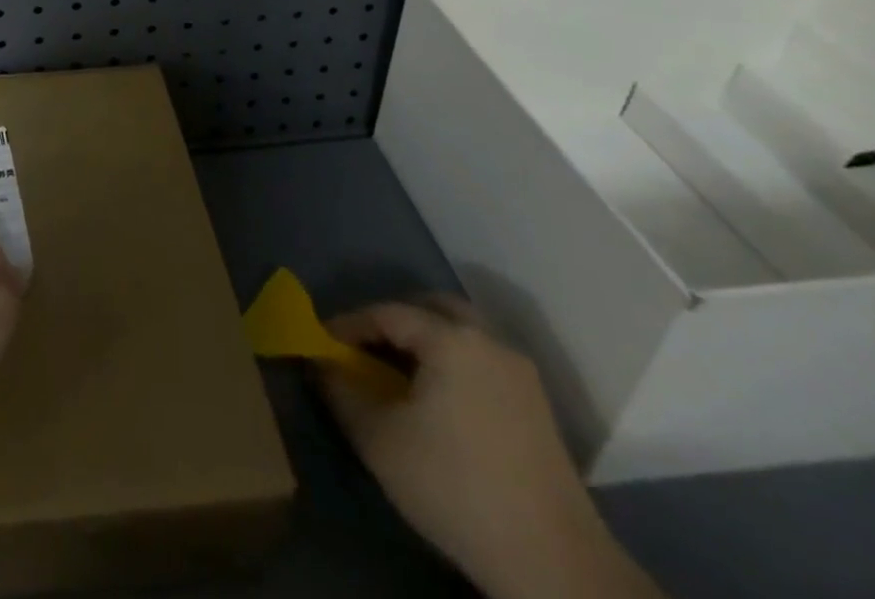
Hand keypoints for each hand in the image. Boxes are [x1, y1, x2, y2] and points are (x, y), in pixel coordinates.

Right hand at [318, 297, 662, 598]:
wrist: (554, 565)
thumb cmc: (455, 487)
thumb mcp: (379, 440)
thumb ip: (340, 391)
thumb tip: (320, 362)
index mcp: (451, 339)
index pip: (386, 313)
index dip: (349, 324)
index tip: (322, 343)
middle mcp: (489, 341)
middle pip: (432, 309)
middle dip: (393, 322)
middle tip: (365, 348)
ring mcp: (520, 374)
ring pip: (462, 334)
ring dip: (426, 342)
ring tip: (398, 373)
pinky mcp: (537, 408)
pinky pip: (482, 362)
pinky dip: (453, 363)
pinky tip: (438, 399)